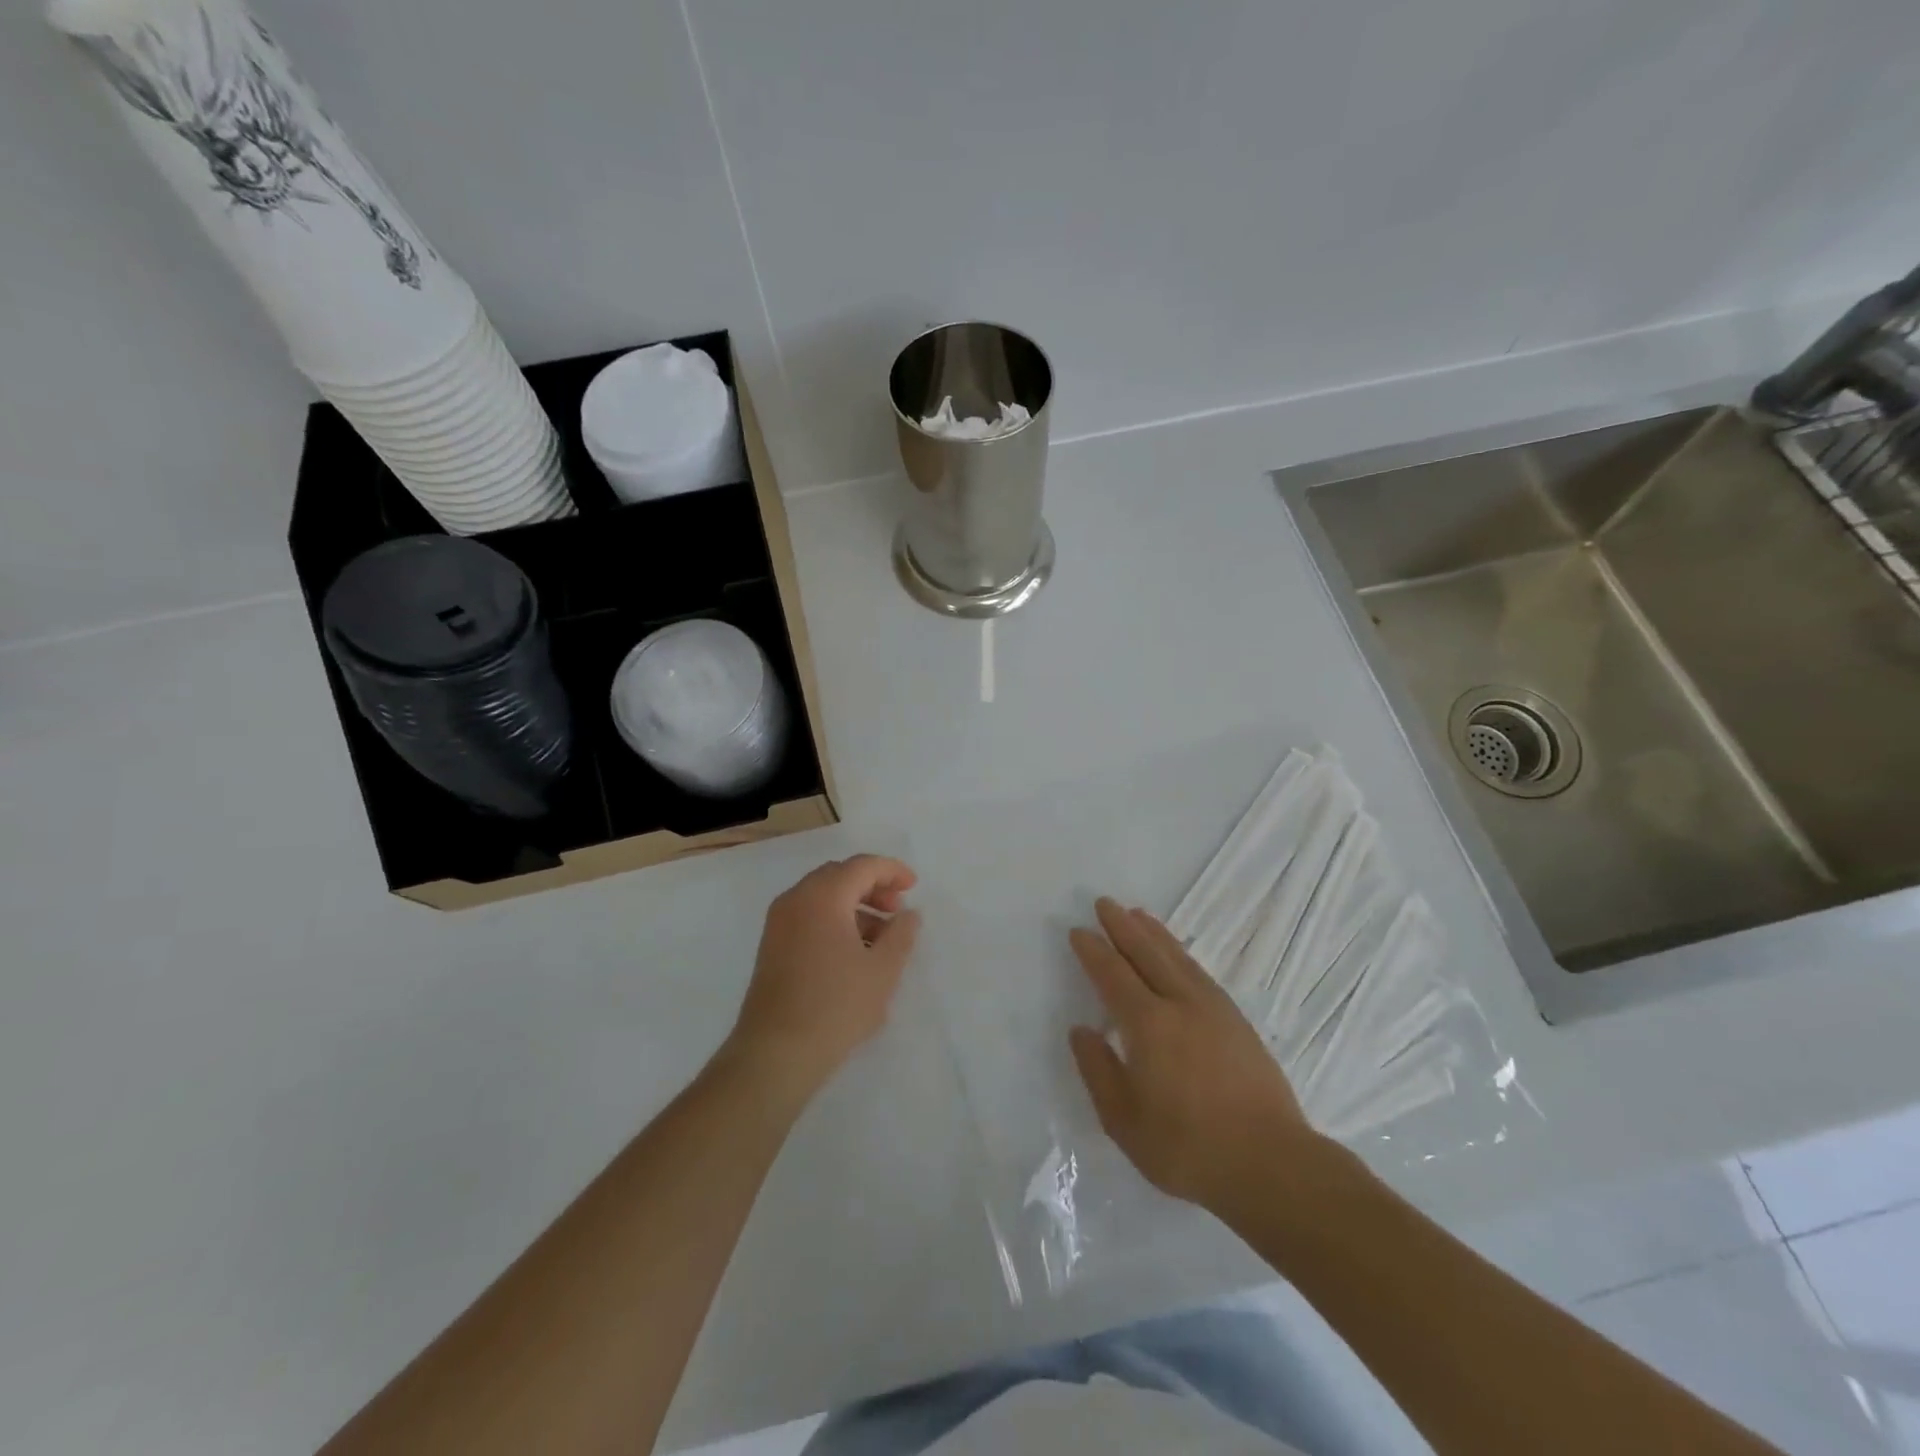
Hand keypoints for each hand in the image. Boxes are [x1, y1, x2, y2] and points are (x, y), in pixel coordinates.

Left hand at [728, 855, 920, 1093]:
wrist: (776, 1054)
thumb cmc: (836, 1006)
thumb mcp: (883, 970)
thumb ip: (901, 934)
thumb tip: (908, 914)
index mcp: (822, 896)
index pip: (862, 866)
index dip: (891, 871)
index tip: (914, 886)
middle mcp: (795, 900)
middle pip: (839, 876)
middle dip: (872, 886)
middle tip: (897, 909)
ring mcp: (778, 923)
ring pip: (823, 897)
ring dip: (854, 906)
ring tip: (881, 937)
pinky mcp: (772, 946)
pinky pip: (808, 916)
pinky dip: (834, 921)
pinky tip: (853, 953)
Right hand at [1068, 898, 1334, 1216]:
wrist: (1272, 1165)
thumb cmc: (1188, 1148)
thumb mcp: (1124, 1121)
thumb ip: (1098, 1071)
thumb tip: (1081, 1030)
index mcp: (1149, 1025)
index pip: (1113, 975)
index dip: (1093, 951)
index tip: (1079, 931)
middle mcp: (1180, 1004)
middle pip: (1147, 953)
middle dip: (1123, 926)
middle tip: (1105, 903)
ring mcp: (1214, 1009)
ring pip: (1177, 957)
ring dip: (1154, 933)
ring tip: (1137, 914)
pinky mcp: (1237, 1021)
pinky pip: (1199, 971)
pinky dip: (1180, 953)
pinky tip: (1177, 955)